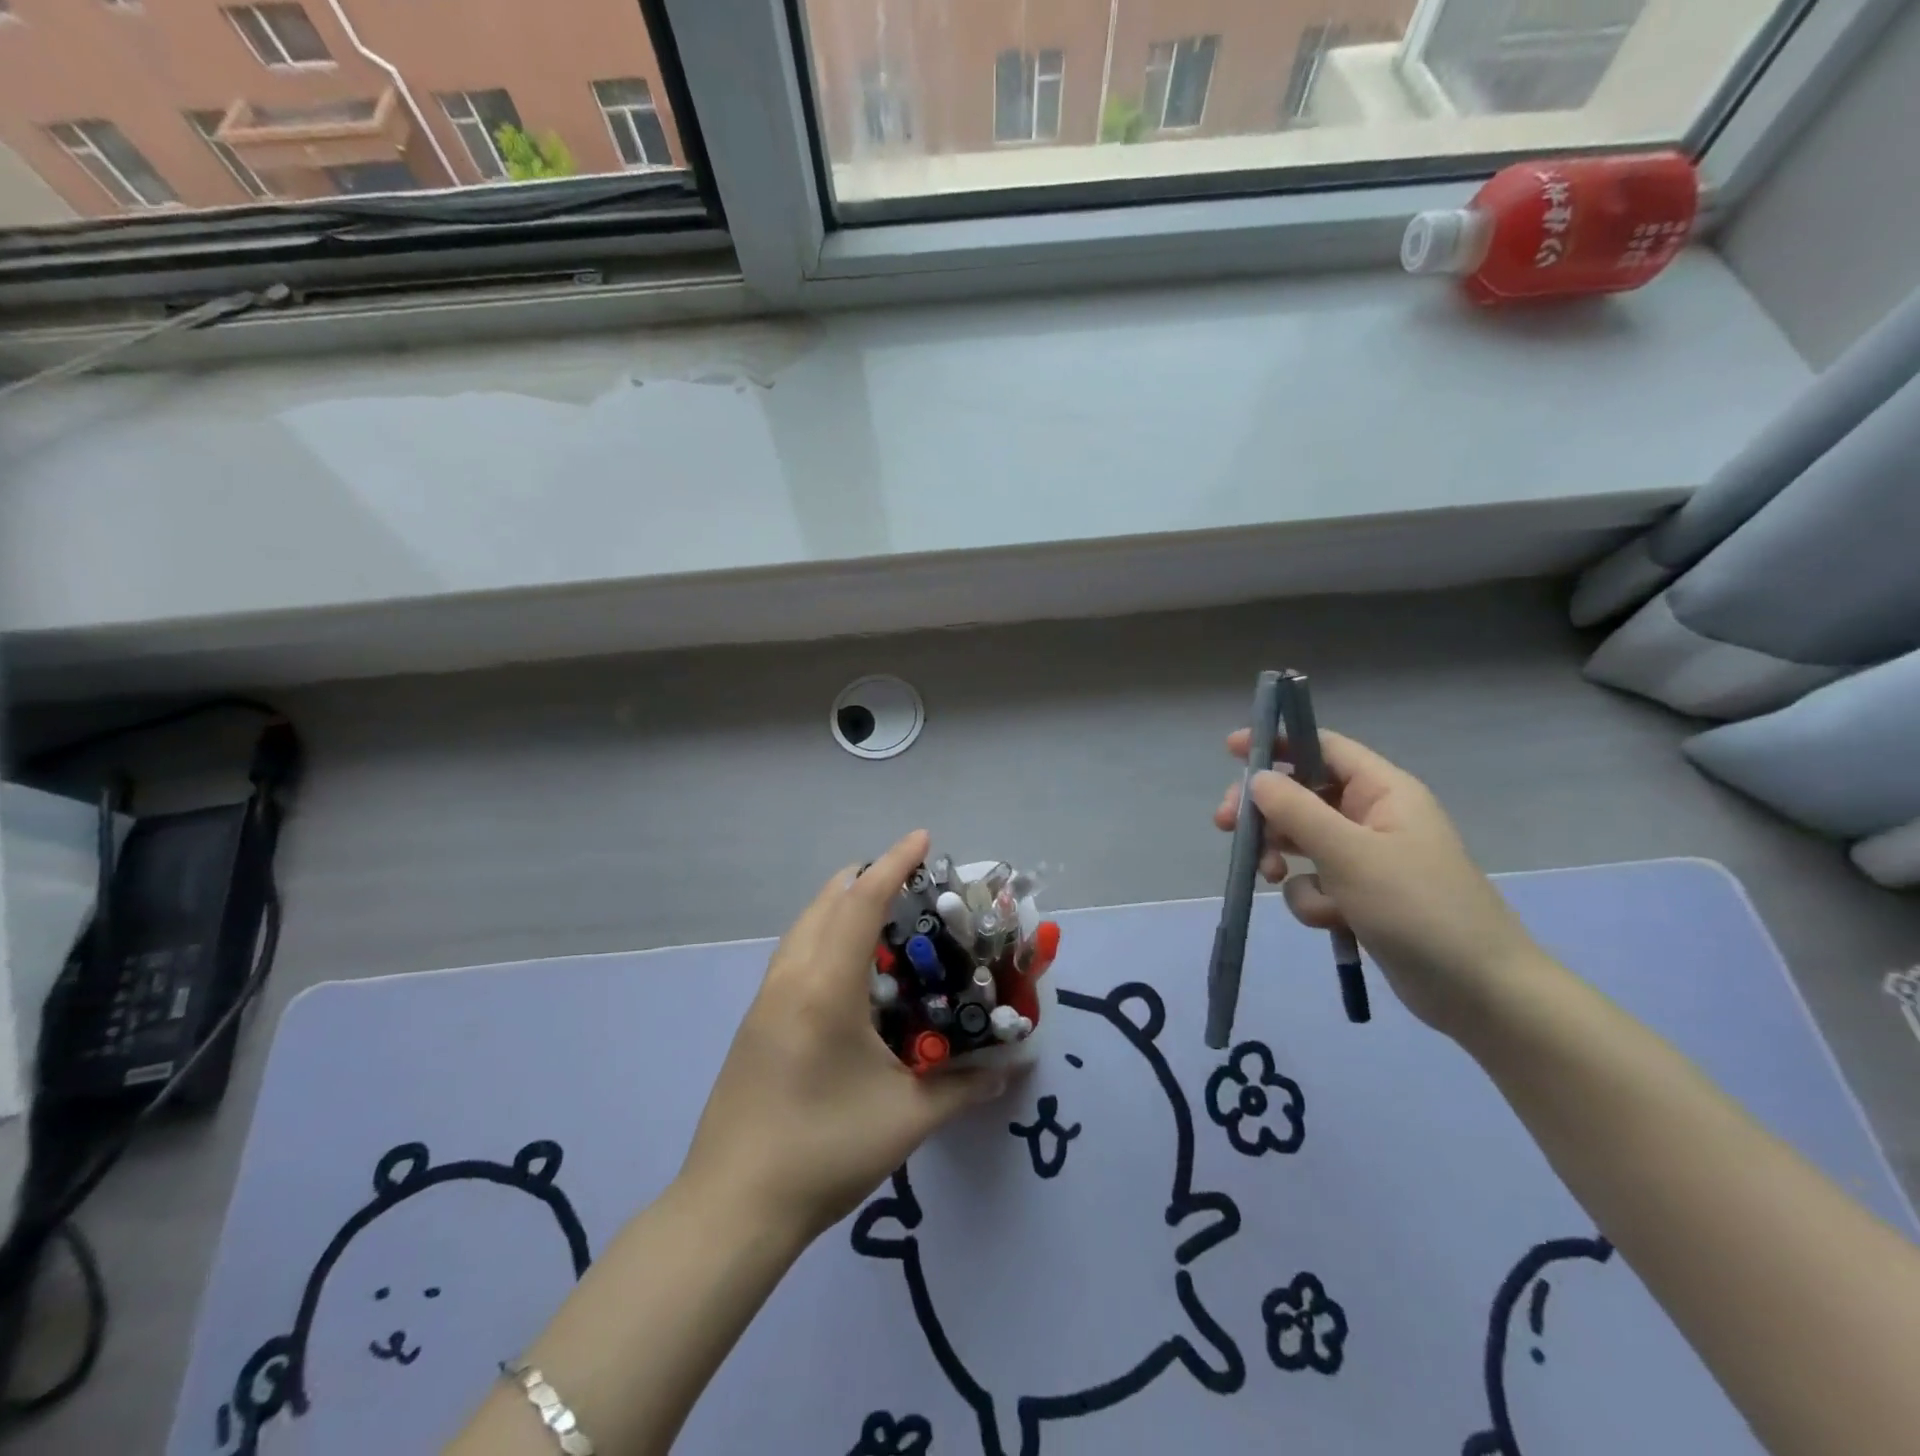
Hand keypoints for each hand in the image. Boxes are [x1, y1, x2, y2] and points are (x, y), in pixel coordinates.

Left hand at [679, 830, 1003, 1243]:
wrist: (731, 1209)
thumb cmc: (824, 1152)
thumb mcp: (906, 1118)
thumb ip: (963, 1087)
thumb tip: (1007, 1068)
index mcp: (825, 987)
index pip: (861, 902)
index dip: (894, 864)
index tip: (923, 838)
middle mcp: (790, 978)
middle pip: (826, 902)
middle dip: (866, 878)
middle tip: (911, 883)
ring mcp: (765, 999)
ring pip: (804, 926)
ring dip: (840, 905)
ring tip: (882, 917)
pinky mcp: (754, 1023)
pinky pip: (794, 954)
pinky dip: (824, 936)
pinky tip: (848, 972)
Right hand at [1213, 730, 1543, 1036]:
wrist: (1478, 992)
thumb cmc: (1418, 908)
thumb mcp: (1350, 854)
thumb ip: (1297, 811)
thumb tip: (1258, 777)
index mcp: (1384, 791)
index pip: (1323, 747)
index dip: (1279, 743)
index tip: (1232, 750)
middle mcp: (1374, 816)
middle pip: (1302, 795)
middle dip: (1265, 812)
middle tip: (1226, 825)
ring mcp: (1367, 858)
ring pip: (1302, 841)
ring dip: (1282, 857)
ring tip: (1271, 875)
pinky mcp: (1361, 896)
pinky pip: (1315, 881)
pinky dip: (1313, 898)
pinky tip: (1330, 920)